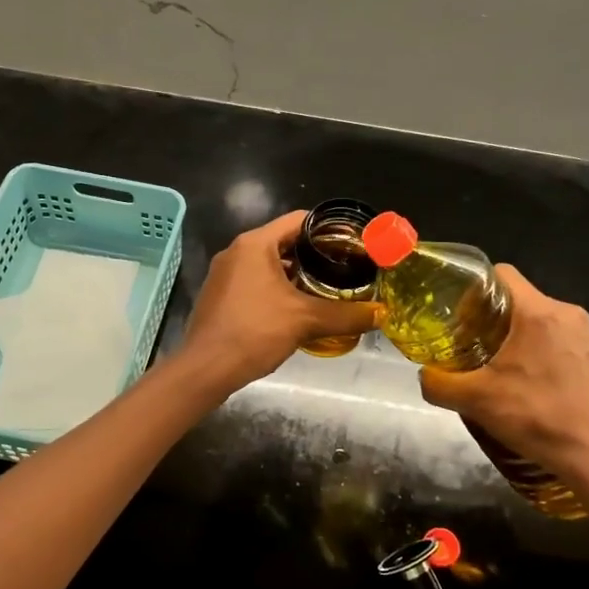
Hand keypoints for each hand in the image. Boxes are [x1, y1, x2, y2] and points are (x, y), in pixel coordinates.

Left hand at [178, 211, 379, 393]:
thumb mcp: (306, 321)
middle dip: (315, 255)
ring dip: (297, 275)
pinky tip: (296, 310)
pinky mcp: (220, 295)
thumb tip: (381, 314)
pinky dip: (277, 289)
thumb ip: (346, 315)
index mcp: (255, 243)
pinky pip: (255, 282)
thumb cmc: (254, 332)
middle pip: (284, 242)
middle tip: (345, 269)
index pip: (300, 220)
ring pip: (269, 264)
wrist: (206, 368)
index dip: (329, 229)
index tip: (353, 245)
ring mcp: (225, 274)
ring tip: (326, 290)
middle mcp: (237, 251)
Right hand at [417, 265, 588, 492]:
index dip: (473, 288)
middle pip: (519, 299)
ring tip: (495, 367)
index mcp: (540, 312)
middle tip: (468, 344)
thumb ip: (438, 383)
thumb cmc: (538, 418)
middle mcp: (569, 315)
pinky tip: (527, 384)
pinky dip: (538, 352)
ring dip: (514, 337)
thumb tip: (425, 375)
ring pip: (539, 321)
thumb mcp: (475, 401)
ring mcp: (588, 337)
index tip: (456, 314)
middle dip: (490, 317)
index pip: (501, 274)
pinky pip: (559, 341)